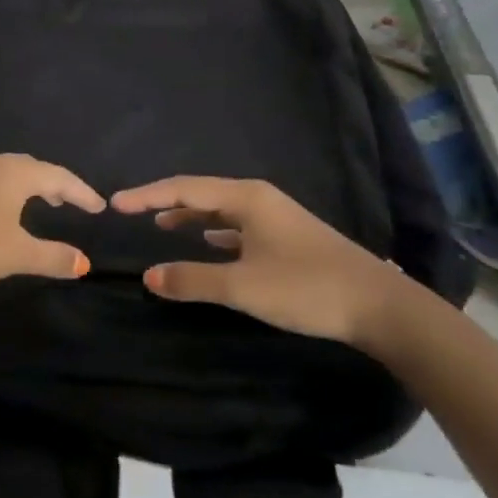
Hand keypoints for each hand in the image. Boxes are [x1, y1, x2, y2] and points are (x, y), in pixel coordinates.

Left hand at [0, 153, 104, 295]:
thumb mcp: (16, 254)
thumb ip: (52, 257)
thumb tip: (84, 262)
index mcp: (14, 173)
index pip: (58, 177)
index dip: (82, 193)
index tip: (99, 208)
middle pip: (33, 168)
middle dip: (56, 184)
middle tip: (73, 203)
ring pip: (9, 173)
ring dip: (31, 186)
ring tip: (44, 205)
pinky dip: (9, 191)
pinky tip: (4, 211)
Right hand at [110, 175, 410, 346]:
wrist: (381, 307)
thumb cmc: (307, 287)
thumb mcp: (243, 286)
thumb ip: (192, 279)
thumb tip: (148, 275)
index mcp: (247, 199)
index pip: (183, 189)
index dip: (147, 195)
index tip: (115, 203)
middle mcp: (260, 200)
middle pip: (201, 194)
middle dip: (165, 201)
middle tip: (132, 211)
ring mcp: (277, 219)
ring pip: (221, 210)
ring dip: (190, 216)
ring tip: (162, 225)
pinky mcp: (288, 239)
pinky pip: (238, 227)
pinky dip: (215, 232)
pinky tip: (209, 244)